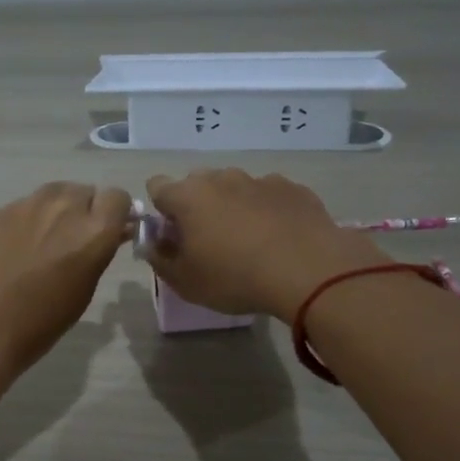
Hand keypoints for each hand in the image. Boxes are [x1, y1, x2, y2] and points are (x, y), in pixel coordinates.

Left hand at [0, 182, 133, 379]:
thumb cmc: (41, 323)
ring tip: (46, 240)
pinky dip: (30, 219)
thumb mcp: (84, 290)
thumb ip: (99, 252)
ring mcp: (29, 205)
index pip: (118, 198)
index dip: (116, 214)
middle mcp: (65, 207)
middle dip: (86, 210)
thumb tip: (111, 234)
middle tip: (74, 240)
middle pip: (86, 192)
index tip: (109, 231)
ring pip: (55, 193)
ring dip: (58, 209)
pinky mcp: (1, 210)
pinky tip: (17, 247)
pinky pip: (27, 205)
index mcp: (94, 230)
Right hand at [144, 169, 384, 318]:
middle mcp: (221, 178)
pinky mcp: (292, 188)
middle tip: (209, 242)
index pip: (157, 187)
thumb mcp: (185, 282)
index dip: (161, 210)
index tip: (172, 235)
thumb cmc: (234, 278)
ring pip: (235, 188)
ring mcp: (259, 180)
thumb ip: (160, 260)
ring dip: (234, 207)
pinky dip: (267, 211)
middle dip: (197, 207)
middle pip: (198, 184)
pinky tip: (279, 238)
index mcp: (187, 197)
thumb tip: (152, 244)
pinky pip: (269, 196)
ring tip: (249, 242)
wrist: (307, 271)